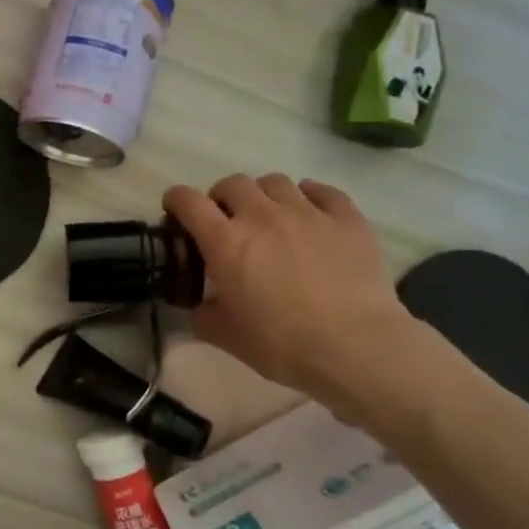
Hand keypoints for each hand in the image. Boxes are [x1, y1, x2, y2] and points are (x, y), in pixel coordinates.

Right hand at [163, 175, 417, 415]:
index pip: (188, 202)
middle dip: (221, 197)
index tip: (175, 210)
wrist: (354, 346)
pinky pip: (323, 191)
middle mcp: (262, 216)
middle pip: (233, 183)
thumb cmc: (281, 343)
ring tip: (268, 216)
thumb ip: (203, 315)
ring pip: (276, 182)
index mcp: (225, 242)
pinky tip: (310, 211)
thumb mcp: (226, 336)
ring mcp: (307, 213)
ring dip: (263, 195)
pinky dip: (309, 196)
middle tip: (225, 220)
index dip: (176, 200)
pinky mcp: (347, 219)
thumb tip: (200, 306)